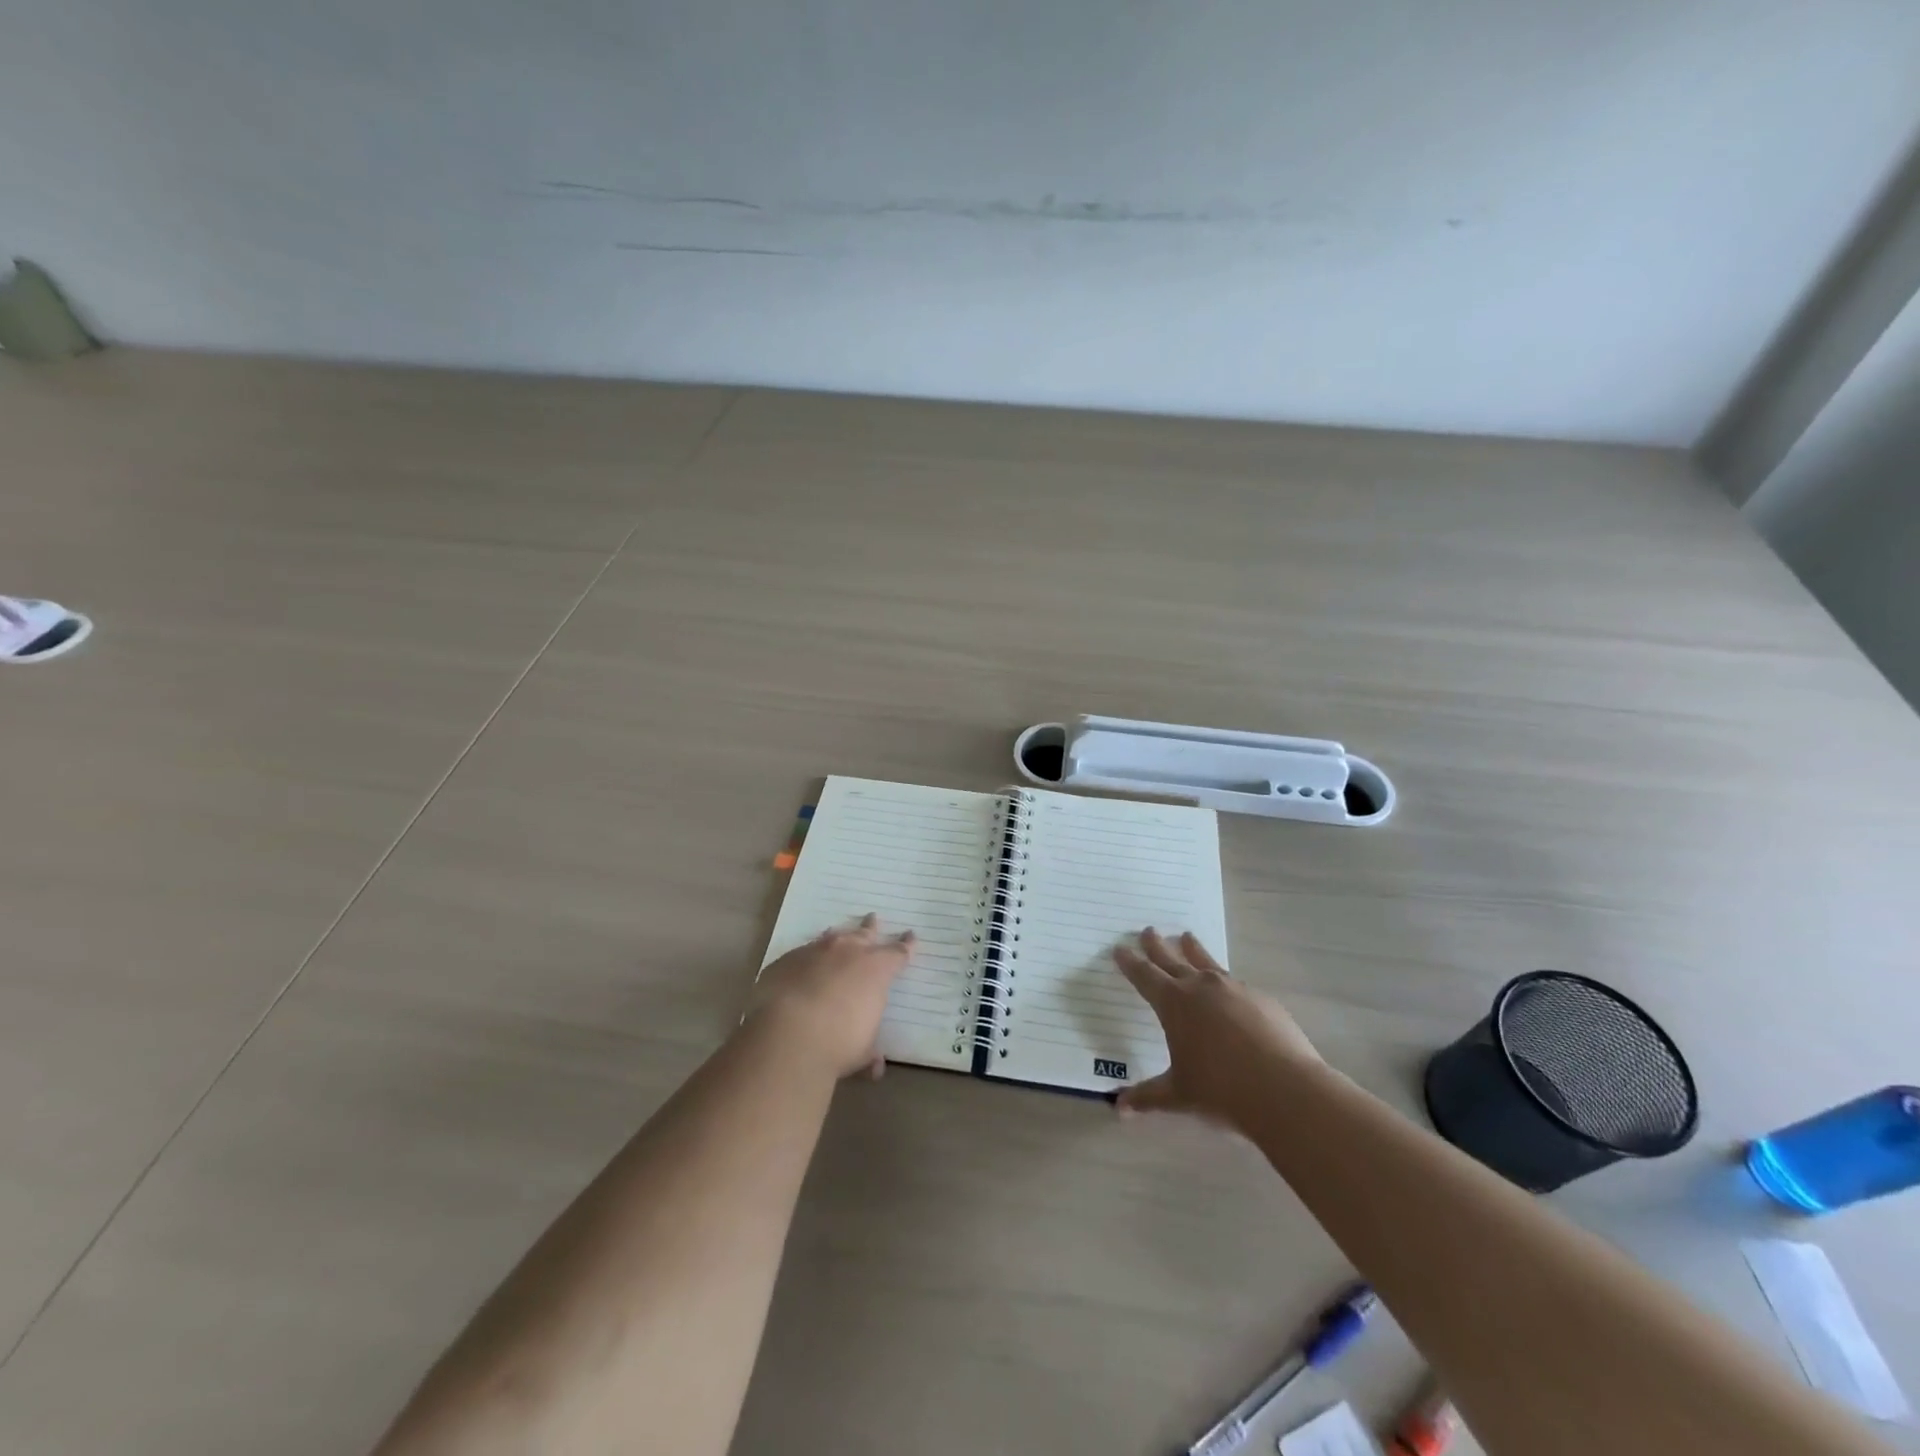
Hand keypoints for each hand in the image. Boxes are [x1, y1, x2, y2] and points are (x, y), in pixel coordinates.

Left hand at [747, 913, 914, 1080]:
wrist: (789, 1034)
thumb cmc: (839, 1043)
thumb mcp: (862, 1051)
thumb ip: (870, 1051)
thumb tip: (875, 1065)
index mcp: (875, 969)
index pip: (898, 953)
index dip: (906, 946)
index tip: (911, 936)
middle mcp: (847, 952)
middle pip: (864, 933)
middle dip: (871, 927)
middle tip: (873, 918)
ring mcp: (814, 952)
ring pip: (831, 937)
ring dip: (837, 937)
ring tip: (837, 932)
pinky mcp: (785, 961)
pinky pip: (800, 954)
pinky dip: (805, 959)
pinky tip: (801, 966)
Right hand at [1114, 928, 1319, 1126]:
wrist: (1284, 1090)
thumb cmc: (1221, 1090)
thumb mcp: (1178, 1095)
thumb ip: (1147, 1097)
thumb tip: (1119, 1109)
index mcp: (1174, 1004)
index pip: (1145, 976)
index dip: (1130, 963)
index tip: (1119, 948)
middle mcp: (1201, 987)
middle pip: (1173, 959)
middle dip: (1157, 946)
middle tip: (1148, 930)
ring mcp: (1234, 989)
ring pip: (1207, 962)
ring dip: (1193, 950)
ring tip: (1187, 936)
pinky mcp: (1262, 1000)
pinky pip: (1236, 984)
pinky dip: (1224, 981)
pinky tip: (1228, 989)